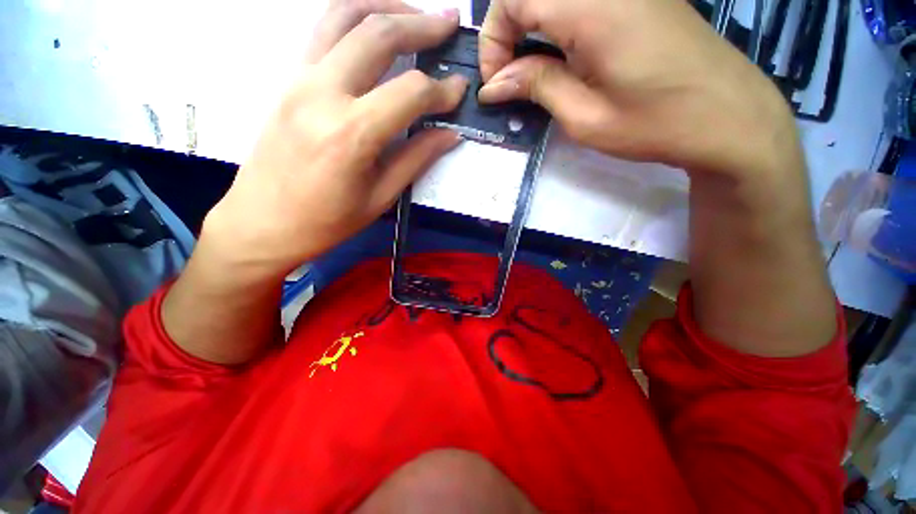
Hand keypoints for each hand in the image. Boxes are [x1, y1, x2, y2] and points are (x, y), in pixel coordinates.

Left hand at [204, 1, 467, 278]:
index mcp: (352, 133)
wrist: (263, 222)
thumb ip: (416, 159)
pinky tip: (375, 29)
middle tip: (449, 23)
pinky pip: (323, 30)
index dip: (441, 89)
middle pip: (378, 33)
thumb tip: (449, 134)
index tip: (459, 90)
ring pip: (344, 15)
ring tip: (414, 15)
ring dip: (385, 6)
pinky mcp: (288, 79)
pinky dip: (355, 17)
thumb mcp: (380, 197)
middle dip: (421, 24)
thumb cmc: (327, 221)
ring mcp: (299, 79)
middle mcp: (323, 93)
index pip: (410, 92)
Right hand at [477, 0, 798, 181]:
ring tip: (533, 71)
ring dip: (532, 27)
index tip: (498, 82)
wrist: (728, 116)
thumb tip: (494, 85)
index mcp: (593, 6)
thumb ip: (536, 87)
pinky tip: (564, 56)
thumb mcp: (584, 117)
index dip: (493, 38)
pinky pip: (581, 1)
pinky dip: (557, 24)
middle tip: (511, 76)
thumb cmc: (655, 124)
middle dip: (507, 31)